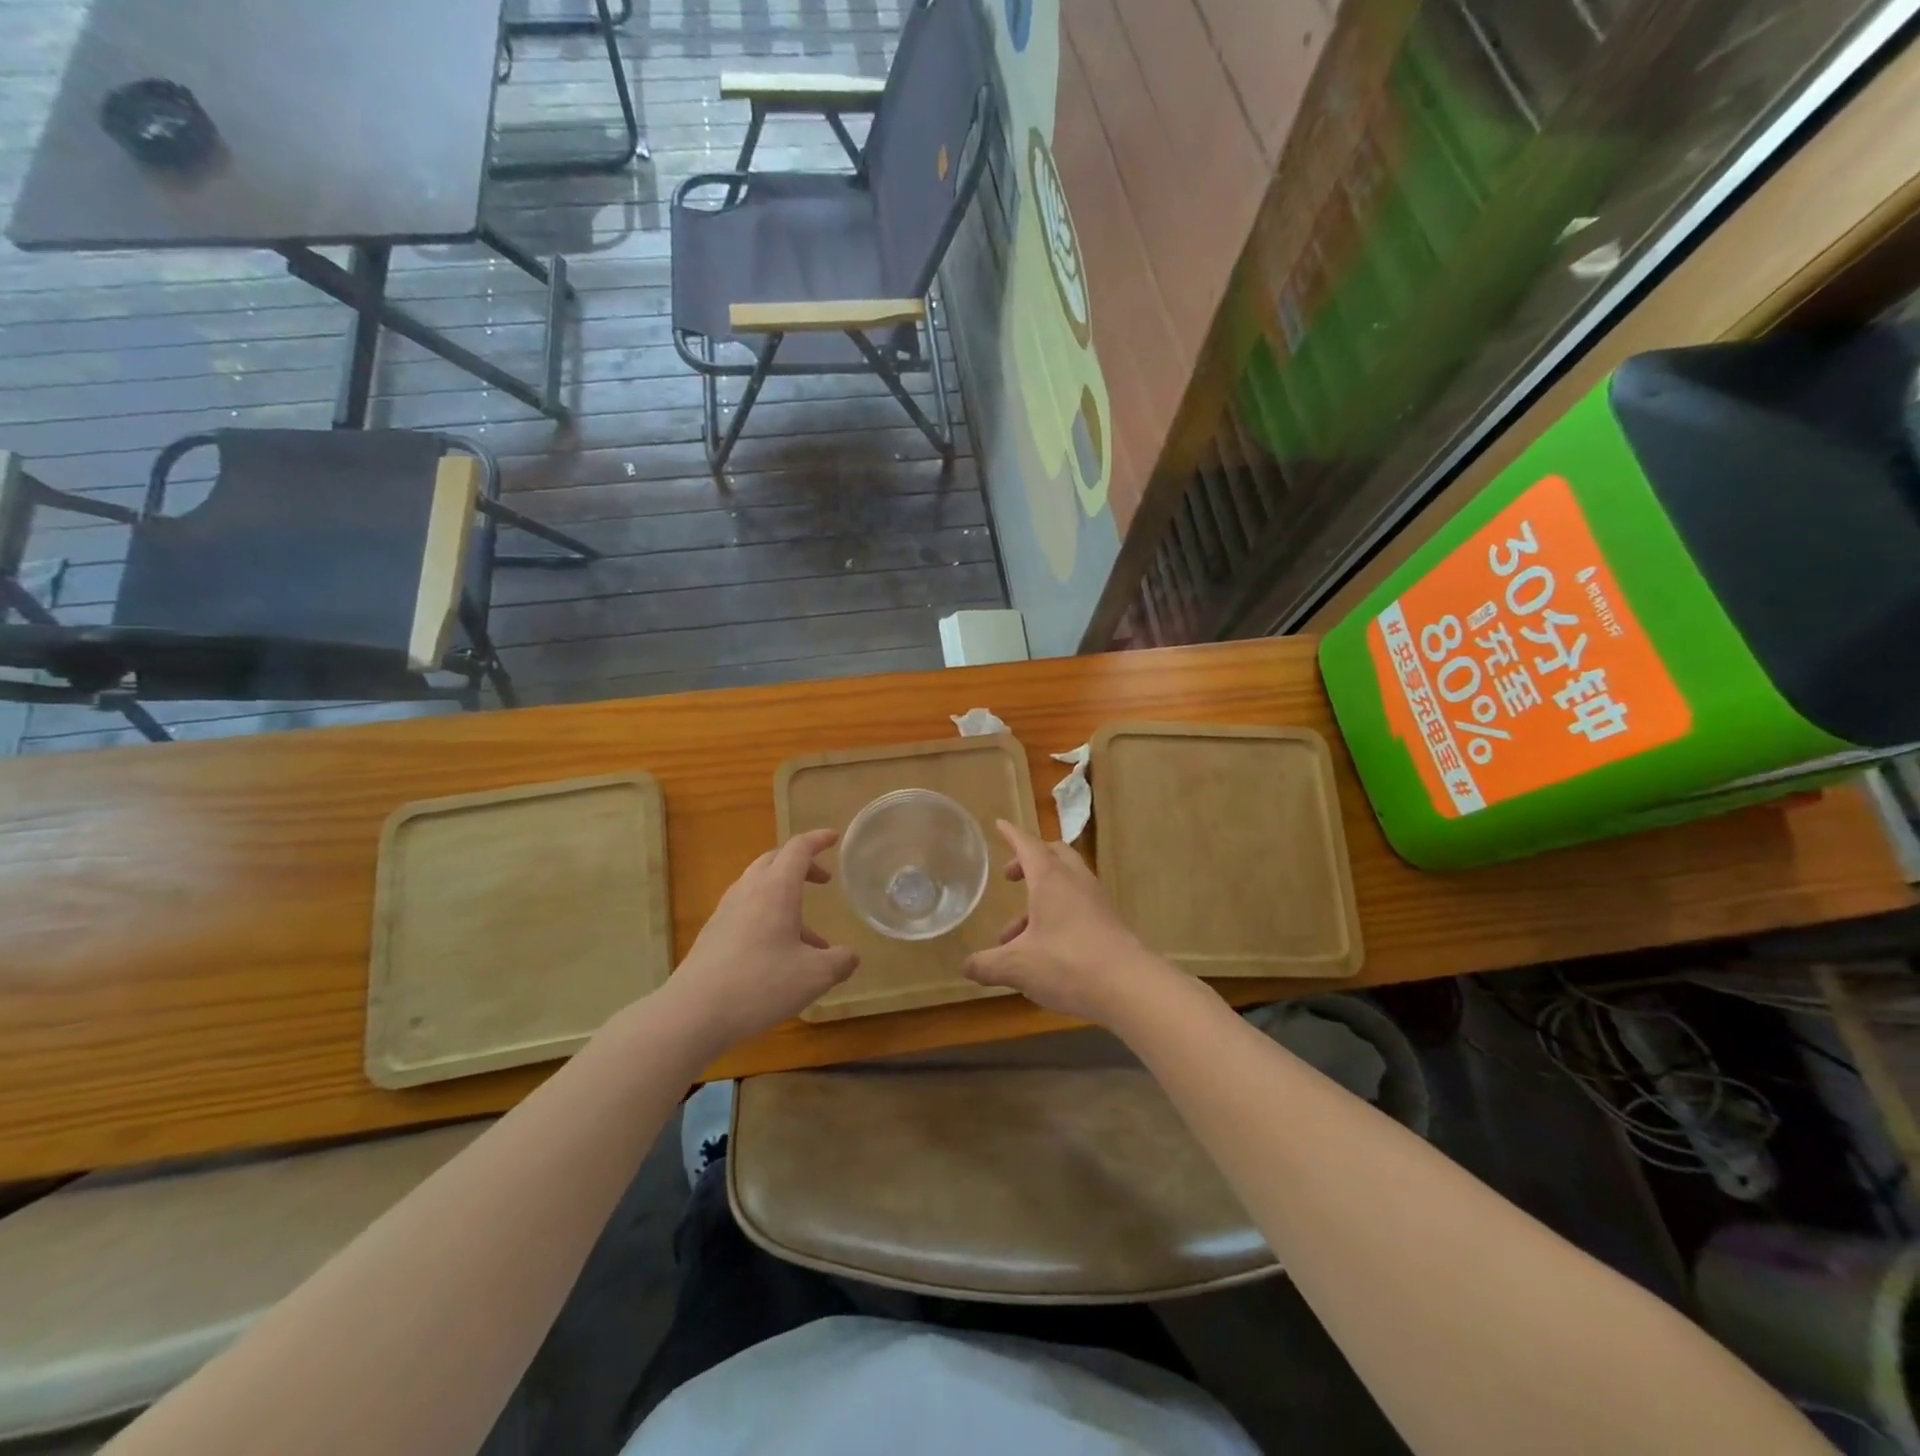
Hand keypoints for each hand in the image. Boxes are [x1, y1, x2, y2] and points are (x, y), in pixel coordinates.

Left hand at [661, 829, 859, 1053]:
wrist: (693, 1013)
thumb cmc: (760, 984)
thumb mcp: (814, 976)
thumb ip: (840, 962)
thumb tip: (850, 956)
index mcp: (776, 889)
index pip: (798, 849)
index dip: (818, 840)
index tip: (833, 838)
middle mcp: (748, 891)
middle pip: (774, 861)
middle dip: (801, 865)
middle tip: (822, 879)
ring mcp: (726, 912)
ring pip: (759, 888)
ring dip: (785, 898)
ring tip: (810, 937)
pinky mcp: (712, 934)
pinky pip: (746, 911)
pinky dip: (768, 918)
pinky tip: (779, 955)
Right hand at [963, 819, 1174, 1025]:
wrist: (1129, 986)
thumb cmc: (1067, 964)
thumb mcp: (1017, 967)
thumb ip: (988, 965)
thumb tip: (966, 966)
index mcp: (1050, 878)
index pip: (1028, 844)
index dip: (1012, 834)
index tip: (1000, 824)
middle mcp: (1074, 881)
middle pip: (1053, 854)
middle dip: (1029, 860)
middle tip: (1011, 876)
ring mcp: (1095, 900)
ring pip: (1065, 882)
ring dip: (1040, 896)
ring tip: (1015, 933)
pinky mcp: (1108, 921)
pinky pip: (1078, 903)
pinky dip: (1057, 912)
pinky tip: (1044, 948)